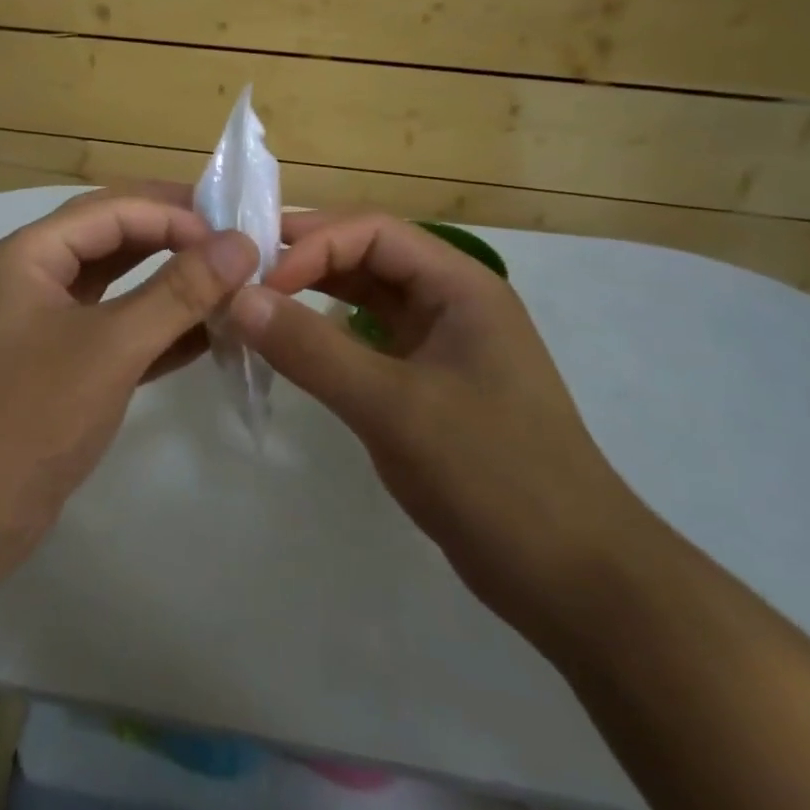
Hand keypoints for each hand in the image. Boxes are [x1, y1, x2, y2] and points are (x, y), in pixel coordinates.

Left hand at [0, 185, 259, 581]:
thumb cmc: (28, 417)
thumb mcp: (110, 347)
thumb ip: (178, 292)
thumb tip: (241, 244)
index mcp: (30, 254)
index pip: (113, 209)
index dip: (176, 214)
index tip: (236, 235)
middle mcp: (33, 277)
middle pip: (113, 237)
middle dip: (174, 236)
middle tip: (236, 242)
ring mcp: (44, 325)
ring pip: (117, 286)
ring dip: (170, 283)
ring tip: (231, 283)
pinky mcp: (58, 369)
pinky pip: (116, 331)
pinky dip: (158, 330)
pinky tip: (207, 335)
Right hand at [228, 212, 653, 652]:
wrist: (571, 577)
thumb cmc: (492, 475)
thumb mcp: (394, 407)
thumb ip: (312, 349)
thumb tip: (238, 299)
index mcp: (460, 286)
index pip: (373, 232)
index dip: (312, 245)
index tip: (258, 283)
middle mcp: (451, 303)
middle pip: (368, 256)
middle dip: (306, 260)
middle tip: (241, 276)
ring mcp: (440, 346)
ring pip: (365, 299)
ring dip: (312, 296)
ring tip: (255, 306)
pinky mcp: (427, 386)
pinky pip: (367, 343)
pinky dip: (326, 338)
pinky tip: (291, 349)